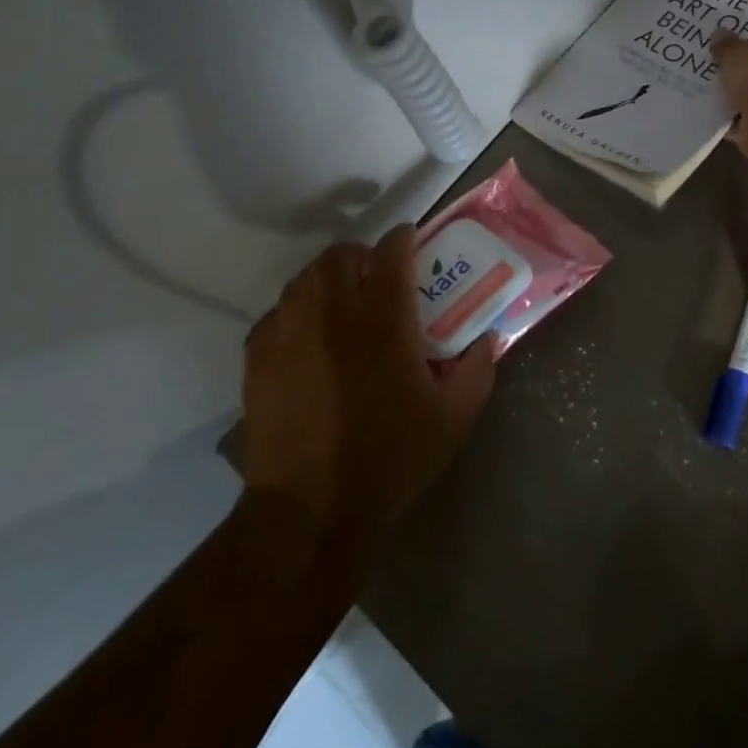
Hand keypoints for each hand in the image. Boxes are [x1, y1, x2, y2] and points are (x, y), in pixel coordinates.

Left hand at [240, 225, 496, 545]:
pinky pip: (277, 313)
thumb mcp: (452, 419)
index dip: (402, 238)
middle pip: (340, 255)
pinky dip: (296, 312)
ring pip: (305, 278)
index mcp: (383, 322)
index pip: (390, 253)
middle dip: (361, 255)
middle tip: (375, 277)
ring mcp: (289, 332)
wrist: (311, 509)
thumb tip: (489, 337)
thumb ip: (477, 371)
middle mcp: (333, 314)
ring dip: (327, 279)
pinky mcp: (258, 357)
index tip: (410, 240)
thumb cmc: (389, 459)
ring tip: (341, 303)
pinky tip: (307, 339)